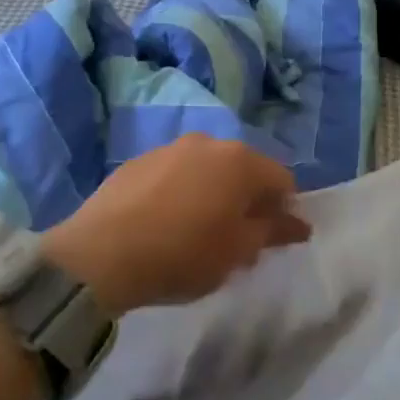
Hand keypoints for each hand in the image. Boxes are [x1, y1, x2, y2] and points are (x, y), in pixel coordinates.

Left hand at [42, 135, 310, 316]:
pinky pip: (174, 175)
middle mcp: (207, 143)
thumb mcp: (237, 251)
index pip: (281, 180)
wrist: (100, 255)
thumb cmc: (183, 254)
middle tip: (238, 240)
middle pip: (243, 170)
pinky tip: (165, 224)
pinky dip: (181, 193)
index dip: (284, 211)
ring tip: (198, 232)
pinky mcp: (137, 161)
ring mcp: (169, 148)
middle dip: (247, 201)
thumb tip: (299, 223)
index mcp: (240, 161)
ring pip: (206, 170)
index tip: (273, 240)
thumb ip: (272, 231)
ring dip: (212, 194)